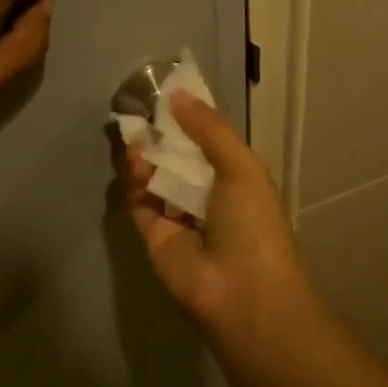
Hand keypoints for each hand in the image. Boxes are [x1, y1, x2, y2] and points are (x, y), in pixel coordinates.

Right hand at [124, 91, 319, 349]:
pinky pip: (140, 201)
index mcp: (236, 180)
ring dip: (146, 155)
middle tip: (142, 110)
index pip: (208, 143)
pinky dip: (135, 181)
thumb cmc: (252, 225)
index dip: (189, 120)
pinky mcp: (154, 236)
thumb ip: (209, 130)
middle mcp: (207, 196)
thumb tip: (177, 95)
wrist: (241, 293)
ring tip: (137, 136)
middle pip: (177, 159)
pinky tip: (135, 161)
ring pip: (155, 178)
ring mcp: (180, 217)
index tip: (167, 94)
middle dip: (161, 136)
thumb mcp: (241, 167)